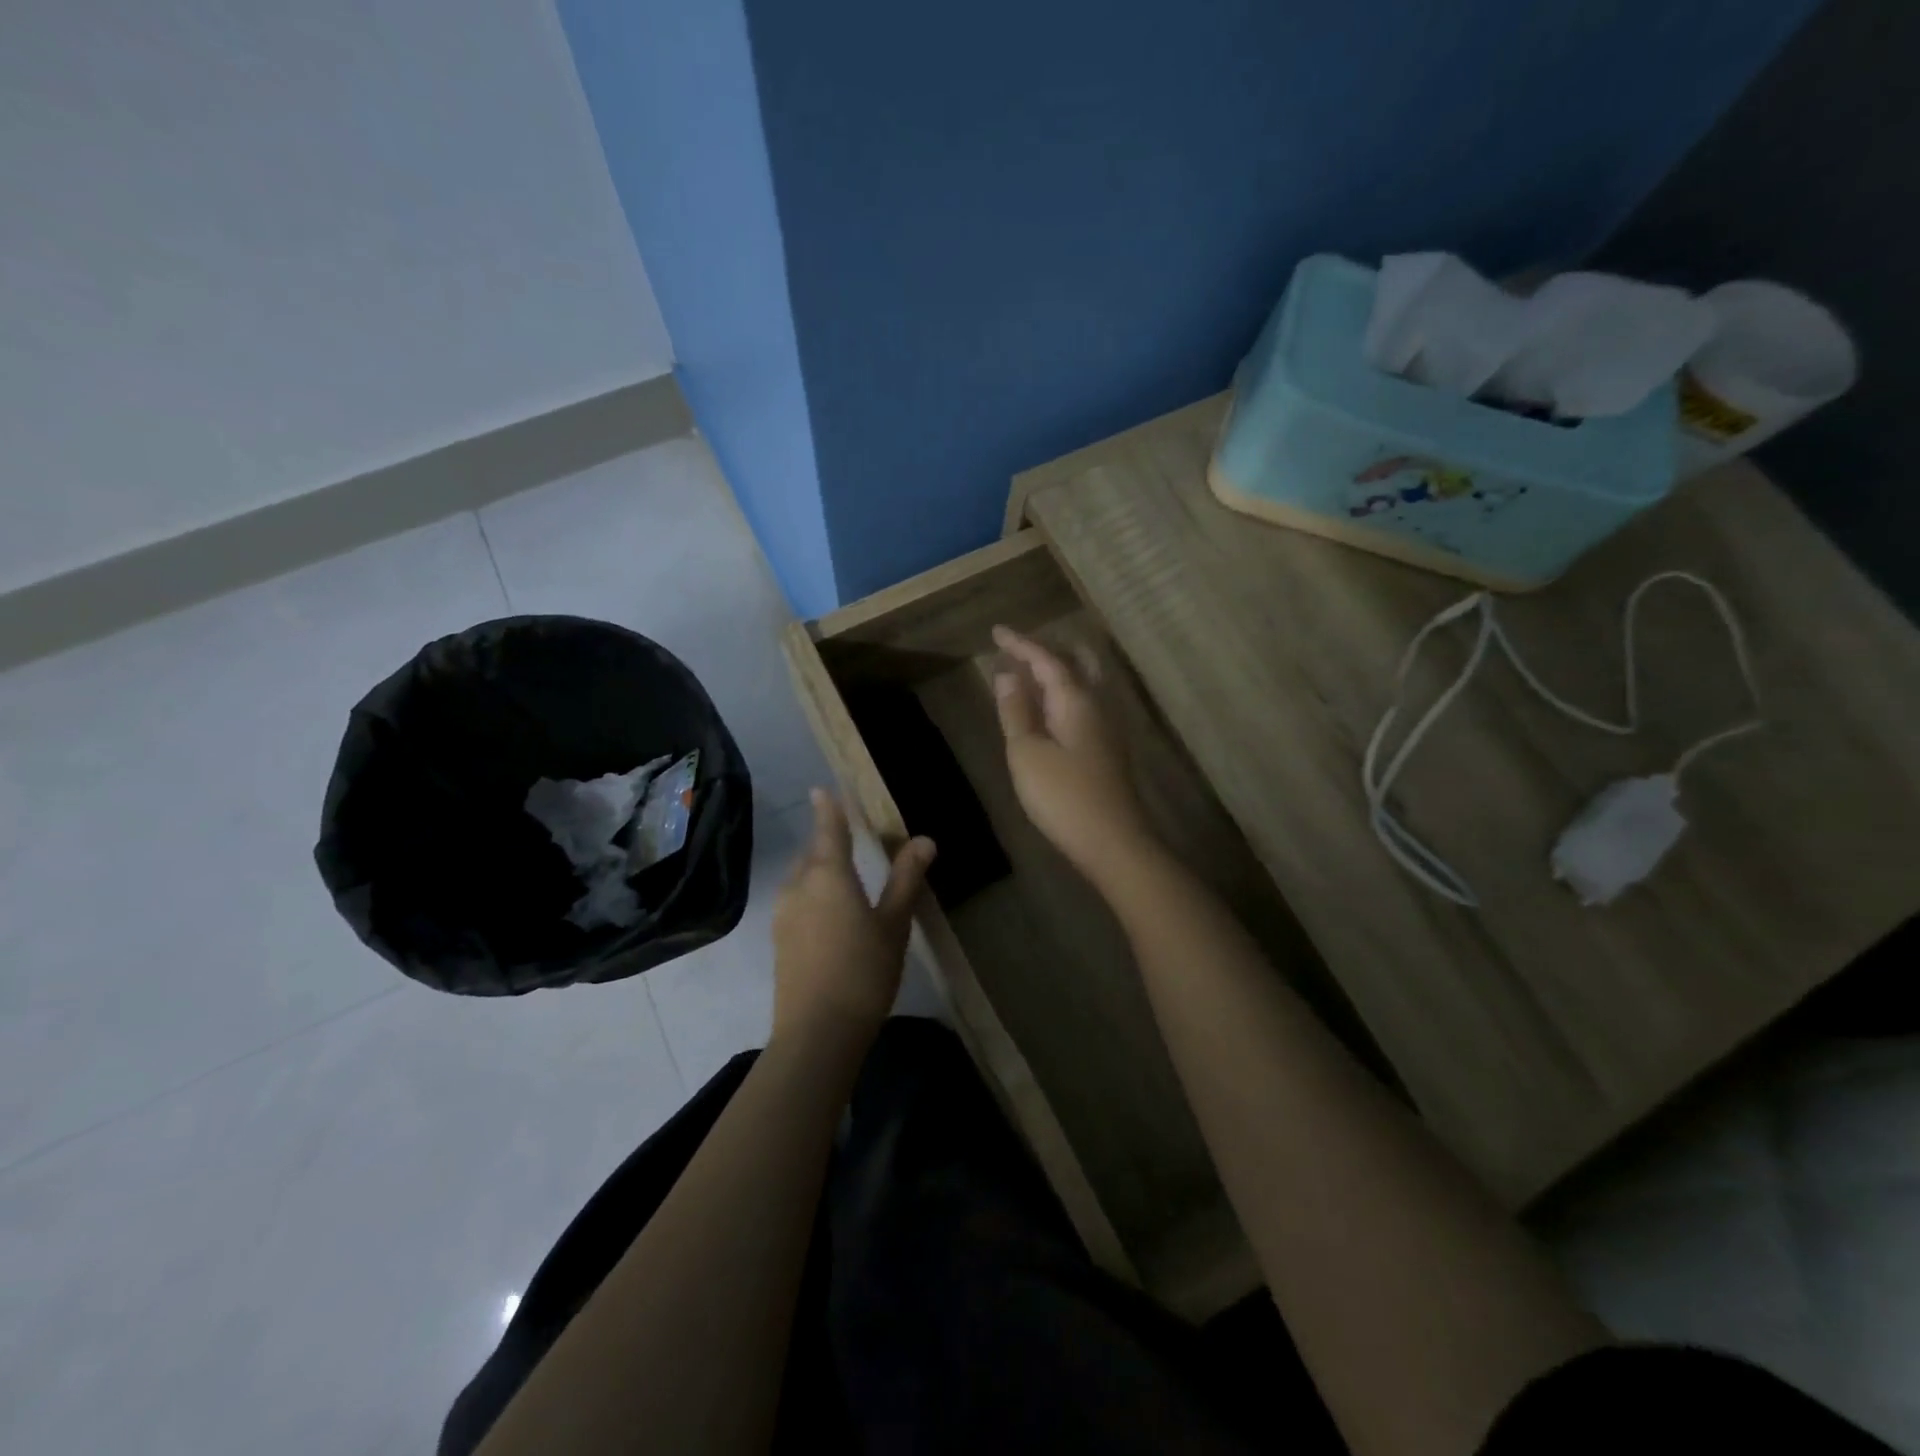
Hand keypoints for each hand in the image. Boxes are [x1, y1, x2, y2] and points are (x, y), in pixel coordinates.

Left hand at [771, 789, 934, 1049]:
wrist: (816, 1033)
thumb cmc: (863, 971)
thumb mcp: (893, 924)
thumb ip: (906, 879)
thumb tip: (924, 839)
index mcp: (828, 875)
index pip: (828, 829)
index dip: (828, 808)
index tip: (820, 789)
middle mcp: (799, 886)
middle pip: (812, 854)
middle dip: (827, 842)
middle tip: (848, 839)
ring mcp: (783, 914)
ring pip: (801, 878)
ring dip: (819, 870)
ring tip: (843, 878)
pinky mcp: (779, 939)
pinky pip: (796, 901)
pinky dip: (812, 895)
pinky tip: (829, 915)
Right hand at [992, 625, 1154, 884]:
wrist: (1113, 842)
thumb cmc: (1063, 796)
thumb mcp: (1027, 752)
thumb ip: (1016, 711)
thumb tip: (1007, 674)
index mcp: (1076, 700)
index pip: (1046, 659)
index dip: (1020, 644)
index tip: (996, 631)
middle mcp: (1097, 705)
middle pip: (1075, 663)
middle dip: (1045, 652)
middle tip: (1017, 650)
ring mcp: (1106, 728)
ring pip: (1083, 684)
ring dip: (1056, 673)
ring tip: (1029, 675)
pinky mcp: (1107, 749)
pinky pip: (1083, 705)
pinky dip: (1062, 696)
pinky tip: (1049, 712)